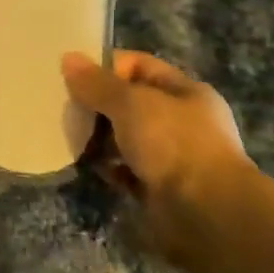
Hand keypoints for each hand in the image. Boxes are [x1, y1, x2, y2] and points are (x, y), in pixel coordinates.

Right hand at [61, 49, 255, 257]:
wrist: (207, 214)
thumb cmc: (173, 144)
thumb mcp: (130, 102)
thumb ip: (97, 83)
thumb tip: (68, 58)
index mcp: (185, 92)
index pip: (139, 66)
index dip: (107, 67)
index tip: (74, 77)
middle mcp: (182, 121)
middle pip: (130, 102)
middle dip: (98, 104)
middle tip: (66, 108)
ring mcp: (174, 157)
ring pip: (127, 137)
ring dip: (100, 137)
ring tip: (70, 135)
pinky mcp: (161, 189)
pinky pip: (127, 170)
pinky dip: (108, 167)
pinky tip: (87, 165)